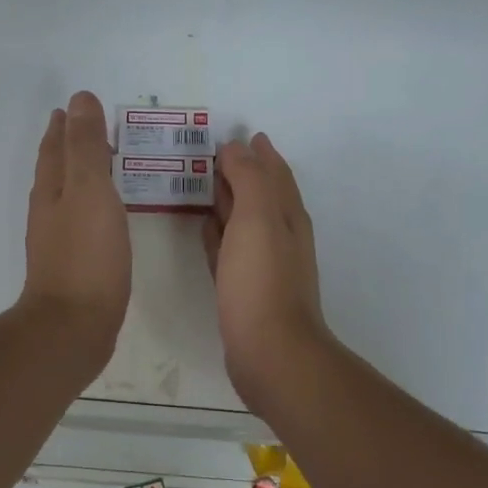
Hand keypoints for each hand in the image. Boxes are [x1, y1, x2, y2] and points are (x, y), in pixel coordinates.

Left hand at [18, 91, 130, 361]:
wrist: (74, 326)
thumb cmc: (86, 254)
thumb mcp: (89, 190)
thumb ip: (86, 146)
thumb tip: (78, 99)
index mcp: (52, 190)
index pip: (56, 148)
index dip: (64, 127)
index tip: (71, 108)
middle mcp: (49, 211)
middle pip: (57, 170)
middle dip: (69, 148)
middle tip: (89, 130)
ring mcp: (59, 241)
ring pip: (68, 196)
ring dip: (81, 176)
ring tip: (101, 166)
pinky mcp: (75, 266)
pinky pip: (82, 222)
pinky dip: (92, 206)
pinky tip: (105, 216)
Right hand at [204, 133, 331, 403]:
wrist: (270, 353)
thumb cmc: (262, 281)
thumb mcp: (258, 219)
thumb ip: (249, 179)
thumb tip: (238, 146)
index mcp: (286, 216)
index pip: (274, 173)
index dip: (259, 153)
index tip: (239, 134)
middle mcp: (279, 236)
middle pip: (259, 194)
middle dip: (241, 172)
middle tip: (210, 153)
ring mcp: (262, 264)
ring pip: (242, 221)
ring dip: (226, 201)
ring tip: (201, 184)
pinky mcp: (243, 289)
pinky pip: (228, 249)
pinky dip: (217, 233)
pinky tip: (202, 229)